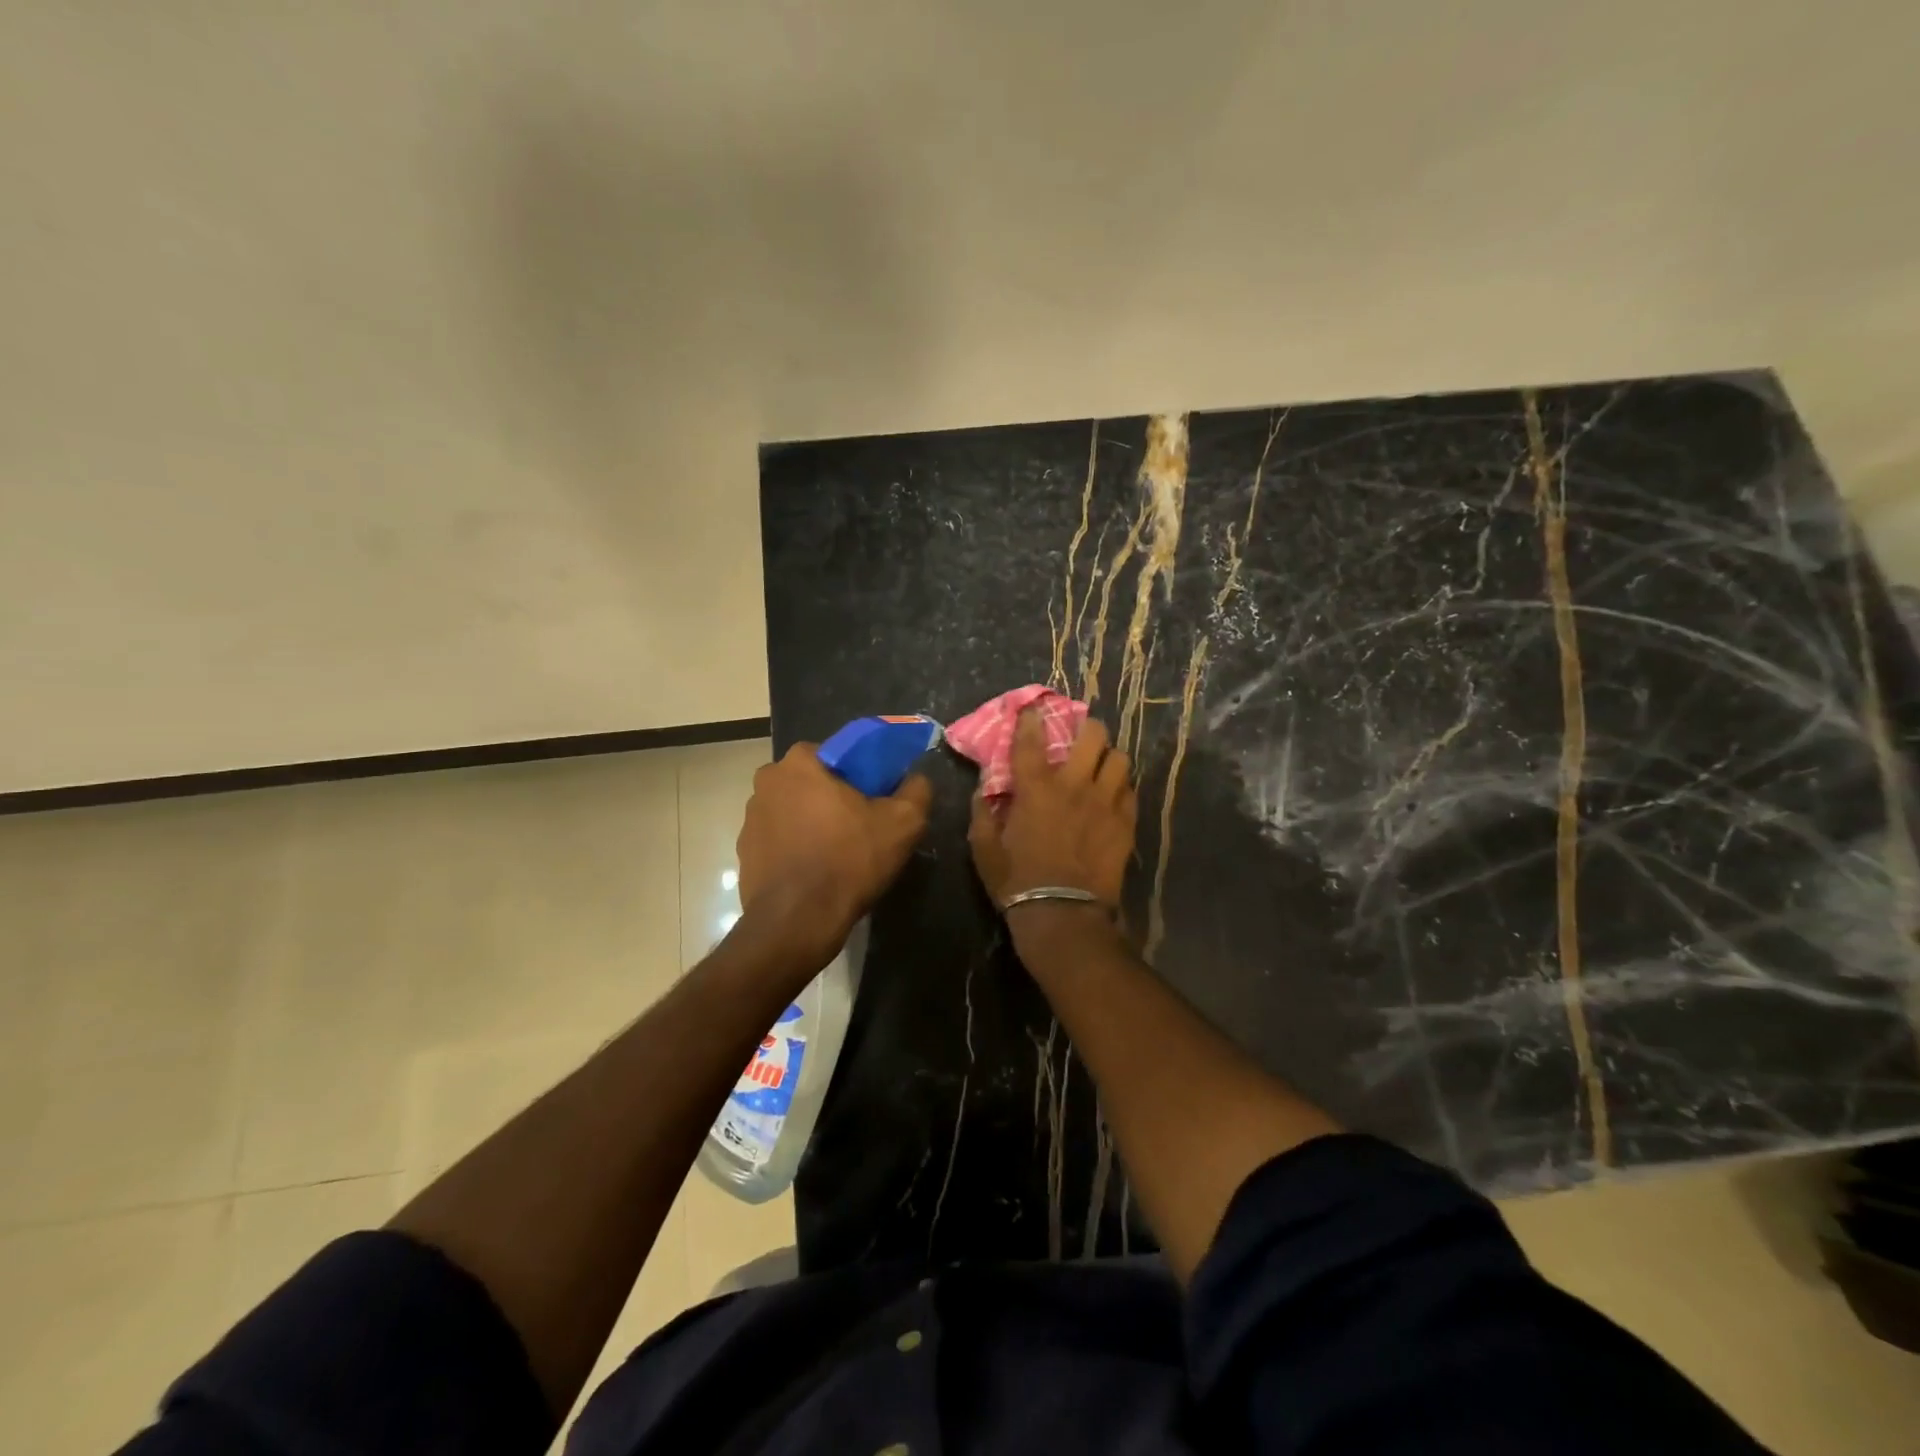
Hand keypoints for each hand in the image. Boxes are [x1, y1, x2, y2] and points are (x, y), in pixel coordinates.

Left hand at [736, 743, 931, 968]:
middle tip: (862, 826)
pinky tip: (817, 871)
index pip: (838, 754)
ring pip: (794, 810)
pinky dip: (796, 849)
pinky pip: (779, 840)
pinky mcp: (744, 852)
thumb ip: (916, 790)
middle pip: (813, 782)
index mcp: (800, 762)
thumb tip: (917, 779)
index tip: (877, 798)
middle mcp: (767, 782)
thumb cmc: (849, 860)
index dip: (861, 774)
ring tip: (839, 853)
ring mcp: (750, 818)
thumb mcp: (903, 823)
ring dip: (813, 823)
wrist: (798, 922)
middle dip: (834, 798)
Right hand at [968, 711, 1136, 907]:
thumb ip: (983, 813)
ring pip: (1120, 759)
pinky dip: (1121, 789)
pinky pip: (1131, 791)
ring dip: (1109, 758)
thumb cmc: (1017, 881)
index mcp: (1036, 788)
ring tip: (1101, 767)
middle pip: (1093, 735)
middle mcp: (1074, 785)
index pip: (1031, 739)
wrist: (1063, 915)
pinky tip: (1113, 797)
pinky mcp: (1125, 823)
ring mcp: (1105, 803)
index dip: (1031, 718)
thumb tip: (983, 790)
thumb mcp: (984, 848)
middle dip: (1086, 728)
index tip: (1032, 709)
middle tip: (1079, 737)